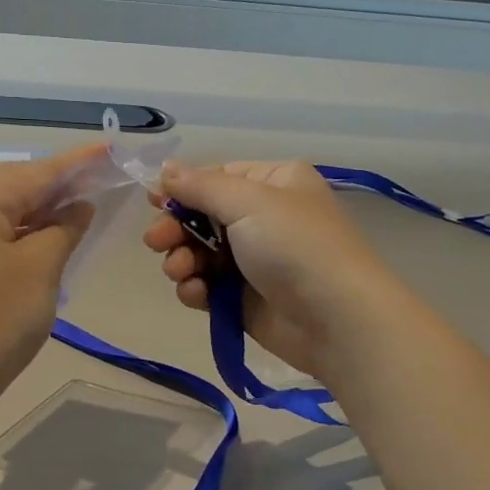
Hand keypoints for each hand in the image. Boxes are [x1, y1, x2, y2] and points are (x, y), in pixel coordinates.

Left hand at [0, 146, 99, 397]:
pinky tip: (44, 237)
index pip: (36, 172)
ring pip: (1, 208)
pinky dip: (20, 229)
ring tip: (77, 208)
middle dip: (56, 183)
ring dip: (39, 208)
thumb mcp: (41, 268)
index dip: (77, 163)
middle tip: (97, 181)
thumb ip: (64, 228)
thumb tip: (78, 206)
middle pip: (14, 184)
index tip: (109, 149)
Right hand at [140, 160, 402, 378]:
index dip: (183, 189)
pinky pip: (208, 286)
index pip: (217, 177)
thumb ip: (200, 186)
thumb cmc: (295, 246)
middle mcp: (264, 217)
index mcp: (274, 183)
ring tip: (181, 271)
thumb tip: (165, 170)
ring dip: (182, 260)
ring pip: (200, 253)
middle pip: (203, 216)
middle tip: (156, 242)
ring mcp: (254, 260)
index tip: (153, 202)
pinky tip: (196, 293)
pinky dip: (195, 288)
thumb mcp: (248, 202)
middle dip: (176, 229)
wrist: (336, 319)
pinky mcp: (244, 298)